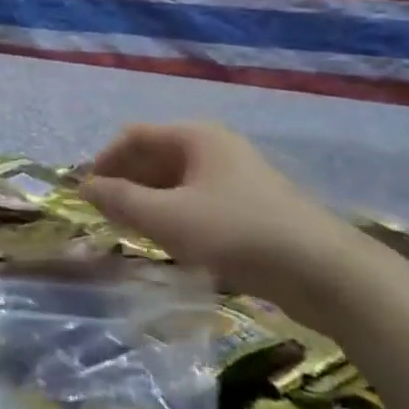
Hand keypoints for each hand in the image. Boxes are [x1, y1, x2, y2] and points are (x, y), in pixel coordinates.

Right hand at [81, 122, 357, 302]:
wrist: (325, 273)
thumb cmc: (237, 233)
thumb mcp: (169, 219)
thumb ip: (121, 201)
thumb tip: (84, 187)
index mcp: (195, 136)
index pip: (134, 136)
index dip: (104, 161)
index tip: (84, 194)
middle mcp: (215, 147)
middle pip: (156, 156)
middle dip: (126, 182)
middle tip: (104, 216)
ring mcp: (236, 177)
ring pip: (177, 182)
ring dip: (149, 202)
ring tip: (130, 232)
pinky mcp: (252, 208)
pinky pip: (199, 202)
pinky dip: (175, 216)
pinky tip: (170, 244)